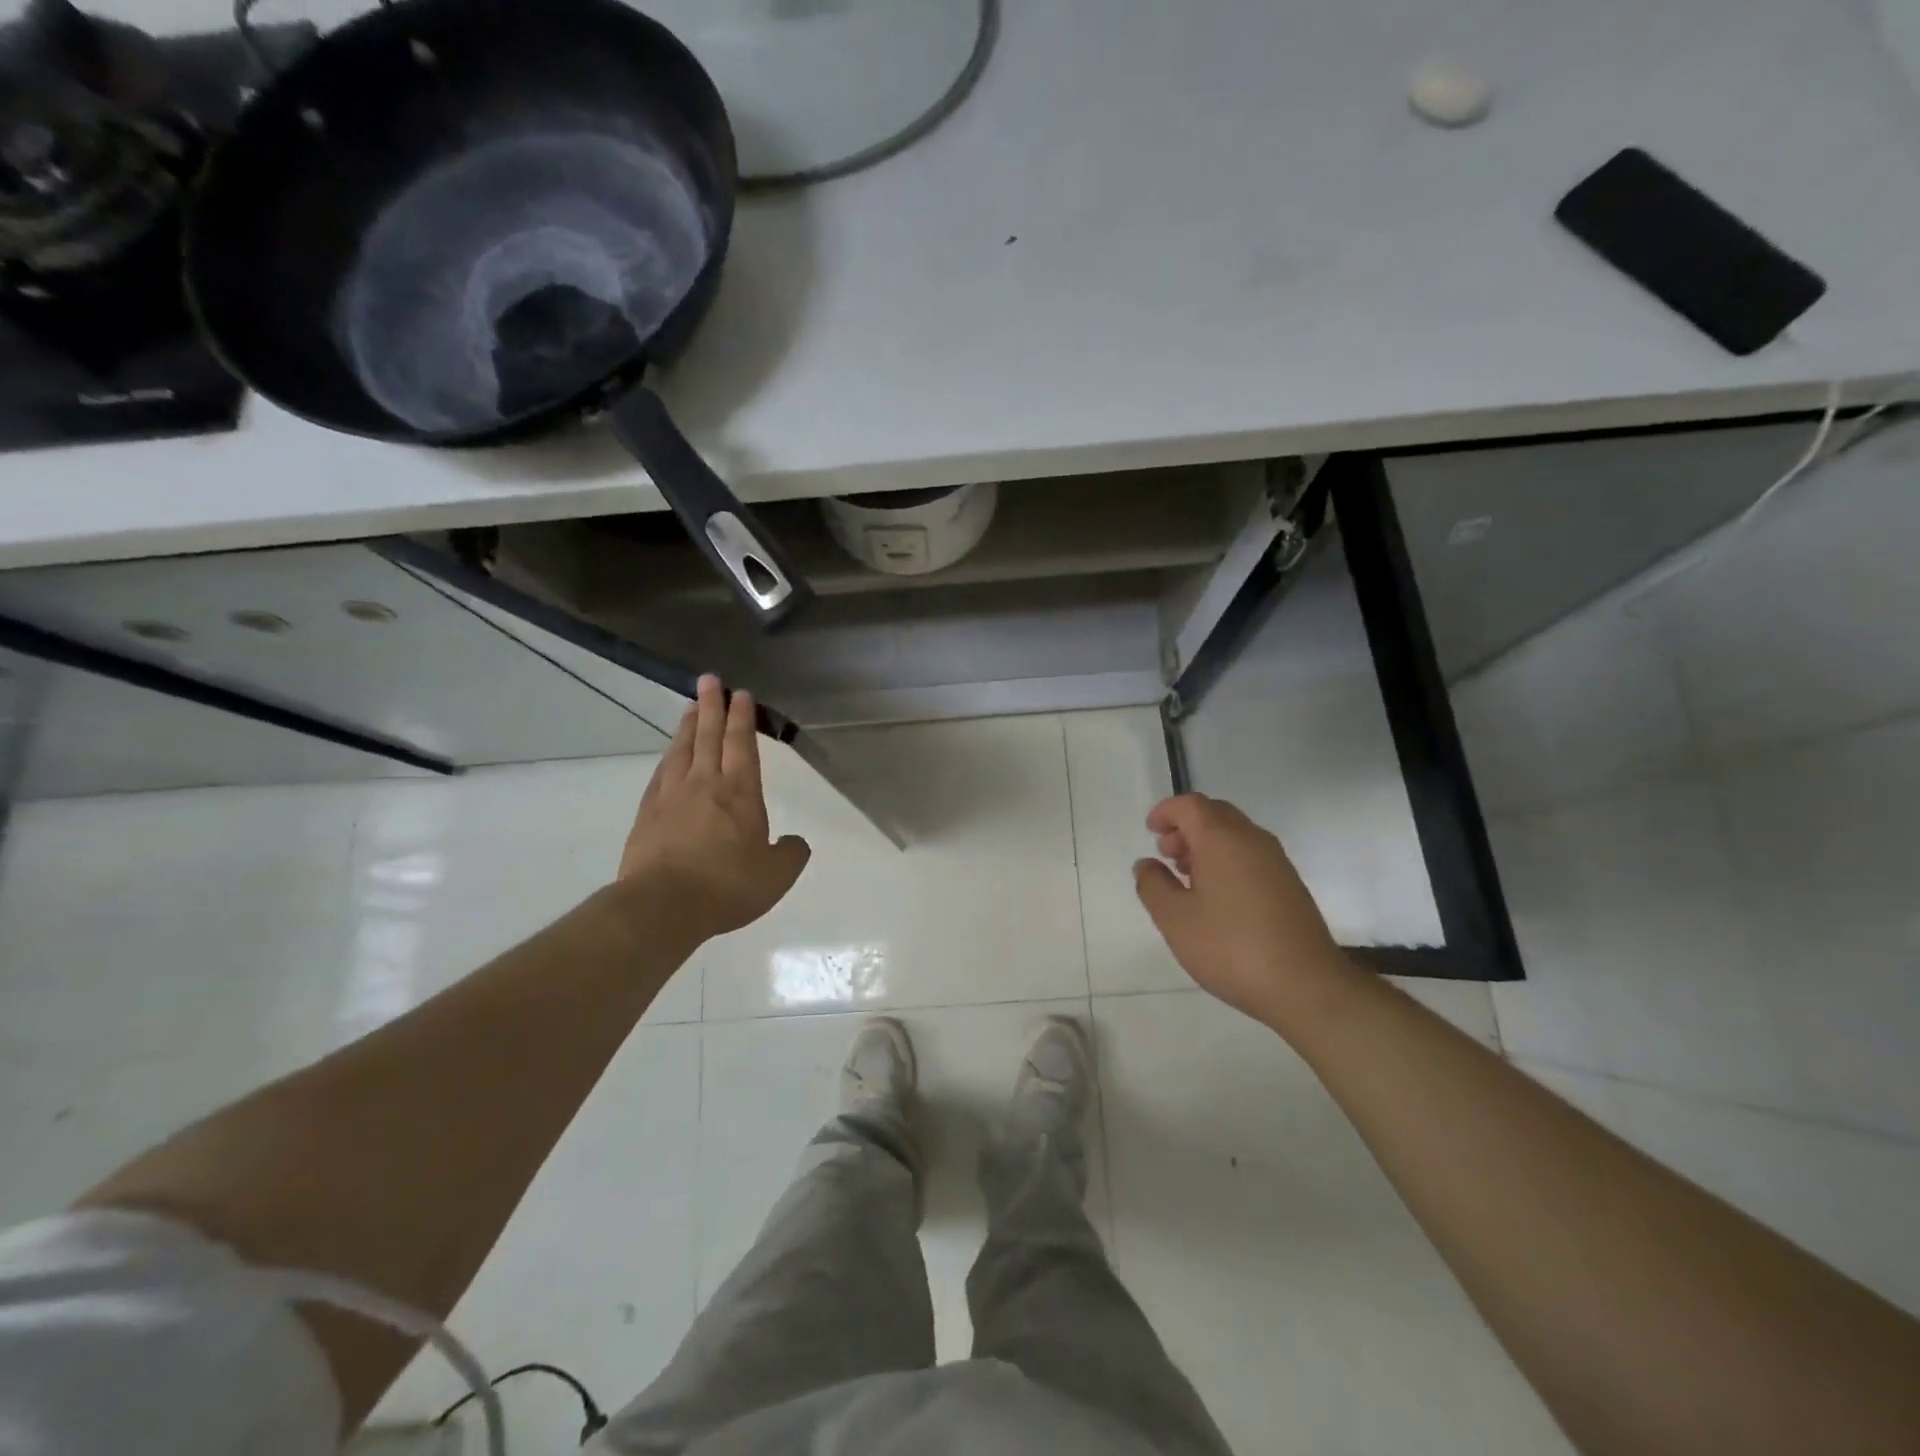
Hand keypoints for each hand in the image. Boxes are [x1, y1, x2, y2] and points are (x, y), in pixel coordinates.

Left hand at [618, 676, 811, 939]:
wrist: (663, 906)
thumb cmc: (727, 886)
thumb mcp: (776, 876)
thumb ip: (791, 854)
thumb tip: (795, 842)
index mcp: (740, 793)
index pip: (741, 745)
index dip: (742, 718)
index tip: (740, 694)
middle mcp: (705, 784)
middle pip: (708, 736)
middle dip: (712, 706)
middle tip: (709, 680)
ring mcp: (671, 796)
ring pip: (681, 750)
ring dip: (689, 726)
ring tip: (691, 708)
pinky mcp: (647, 814)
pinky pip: (661, 774)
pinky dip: (668, 757)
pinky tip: (669, 755)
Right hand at [1133, 792, 1350, 1026]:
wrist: (1306, 986)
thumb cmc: (1231, 947)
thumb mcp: (1175, 920)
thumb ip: (1153, 885)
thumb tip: (1147, 865)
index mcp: (1222, 839)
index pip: (1190, 805)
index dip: (1166, 812)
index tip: (1150, 832)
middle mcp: (1252, 839)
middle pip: (1215, 814)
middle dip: (1186, 827)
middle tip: (1166, 855)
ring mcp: (1276, 861)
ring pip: (1235, 834)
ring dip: (1206, 845)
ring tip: (1187, 878)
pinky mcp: (1290, 884)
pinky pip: (1251, 855)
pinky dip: (1227, 860)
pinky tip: (1218, 898)